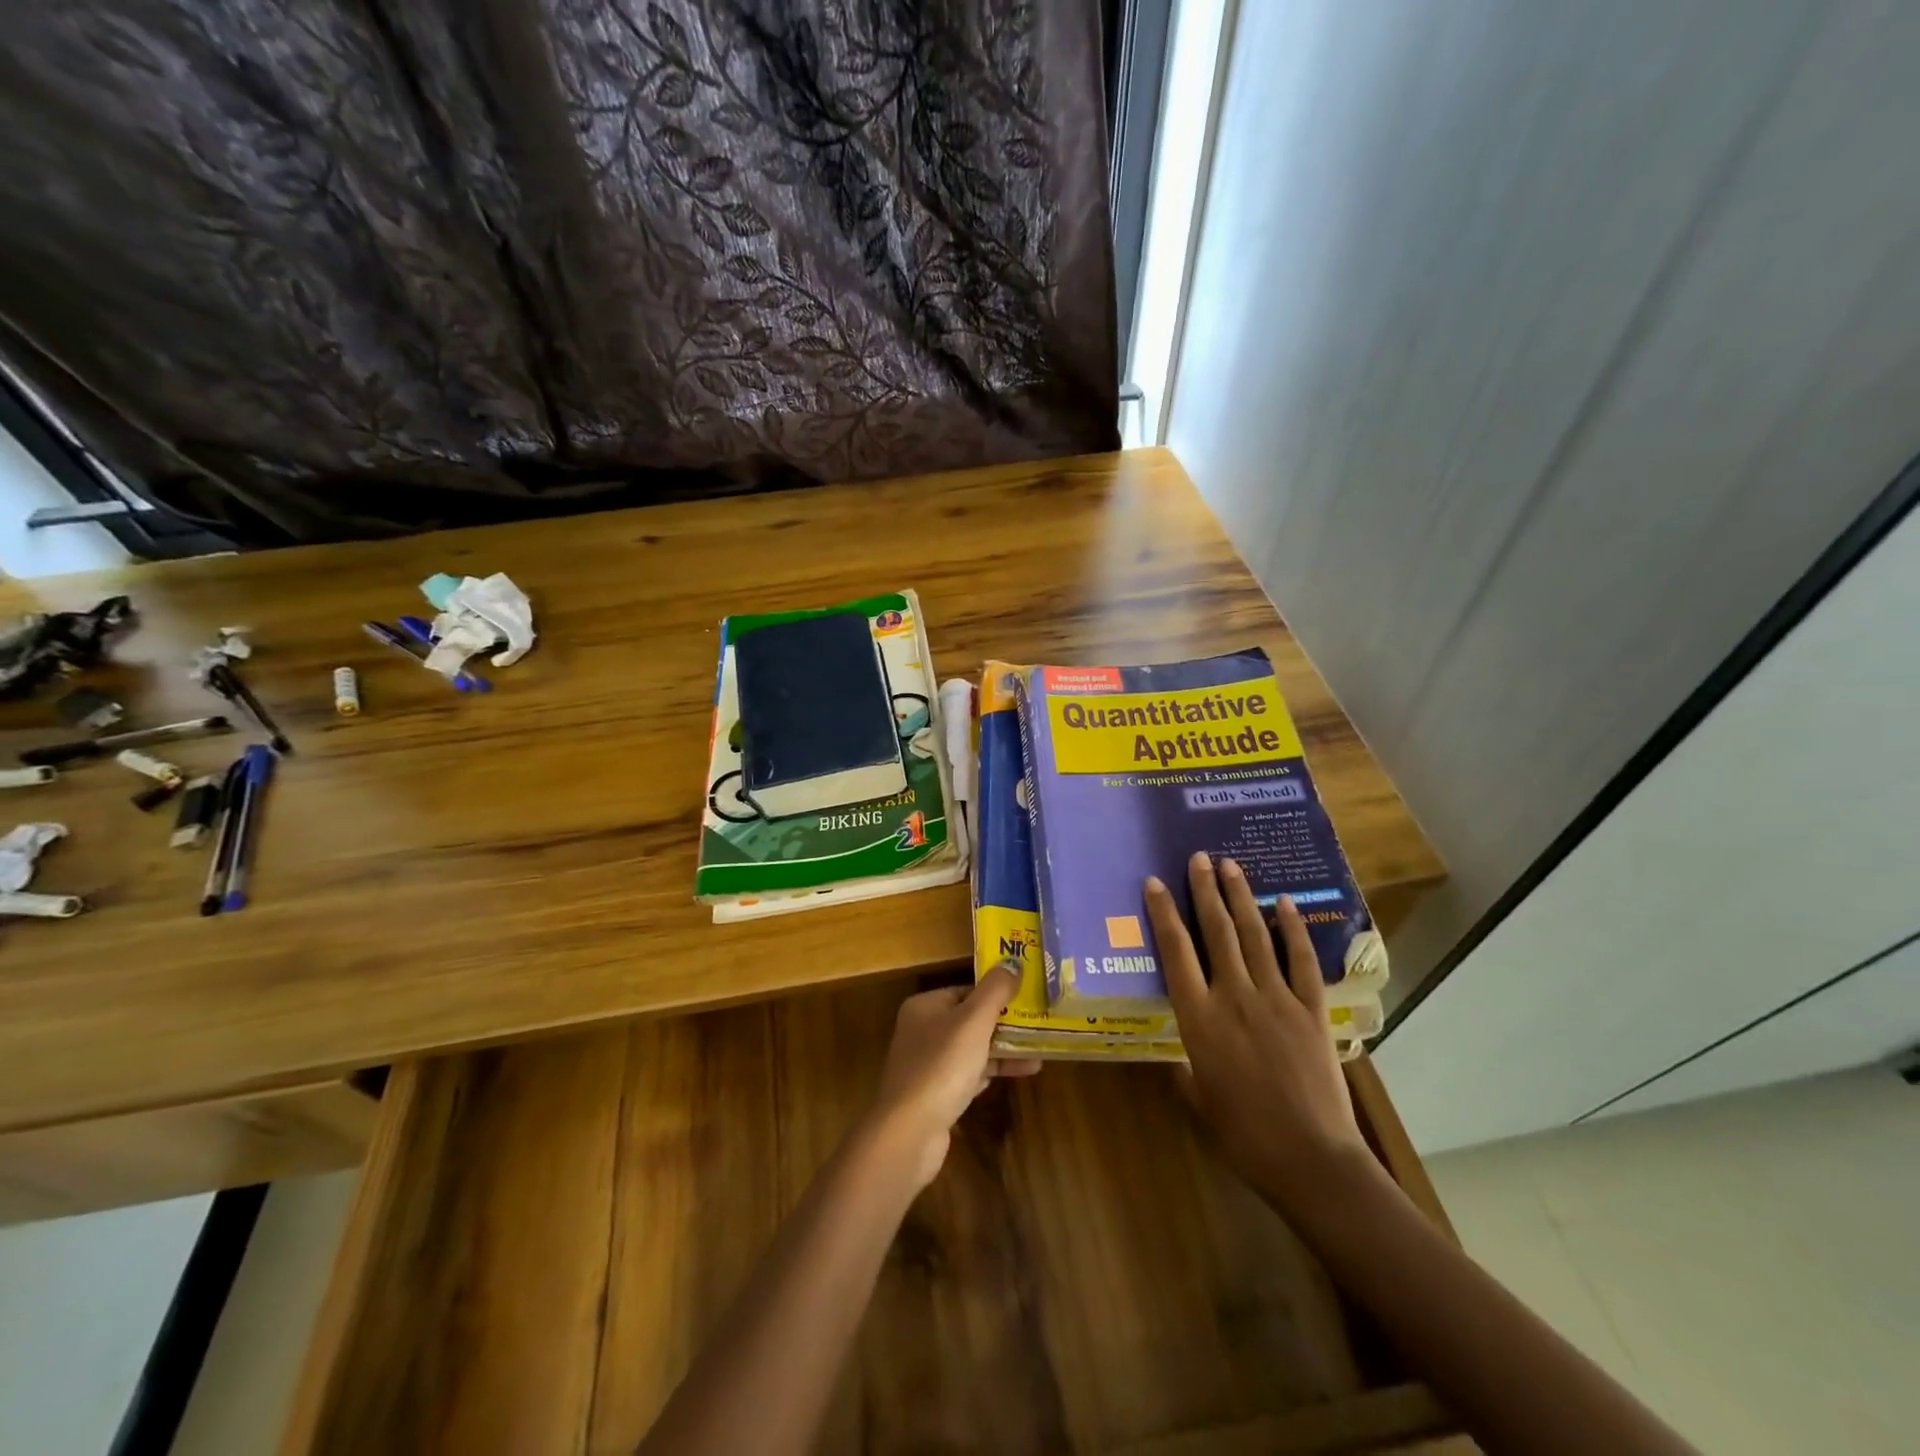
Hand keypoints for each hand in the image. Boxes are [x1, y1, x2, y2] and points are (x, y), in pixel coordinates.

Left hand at [868, 963, 1040, 1189]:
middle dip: (1005, 1024)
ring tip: (1040, 1053)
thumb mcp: (973, 1020)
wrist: (909, 1132)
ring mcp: (927, 1065)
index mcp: (925, 1006)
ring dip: (1004, 1050)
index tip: (1029, 999)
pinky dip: (993, 1072)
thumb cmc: (942, 1066)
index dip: (997, 994)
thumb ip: (995, 990)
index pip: (967, 990)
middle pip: (970, 1020)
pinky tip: (1021, 1072)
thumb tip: (1013, 963)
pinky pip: (970, 1075)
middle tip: (1040, 1025)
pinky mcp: (935, 1095)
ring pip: (972, 1049)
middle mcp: (922, 1031)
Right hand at [1146, 853, 1369, 1212]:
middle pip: (1216, 932)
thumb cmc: (1244, 1135)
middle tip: (1198, 858)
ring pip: (1254, 936)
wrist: (1311, 1158)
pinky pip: (1300, 960)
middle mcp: (1233, 996)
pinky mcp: (1310, 1009)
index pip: (1176, 952)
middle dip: (1205, 891)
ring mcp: (1276, 999)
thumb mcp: (1199, 1100)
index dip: (1164, 914)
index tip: (1156, 883)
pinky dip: (1292, 929)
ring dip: (1241, 897)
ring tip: (1230, 866)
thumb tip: (1177, 1056)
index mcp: (1199, 1018)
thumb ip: (1185, 1070)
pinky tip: (1284, 903)